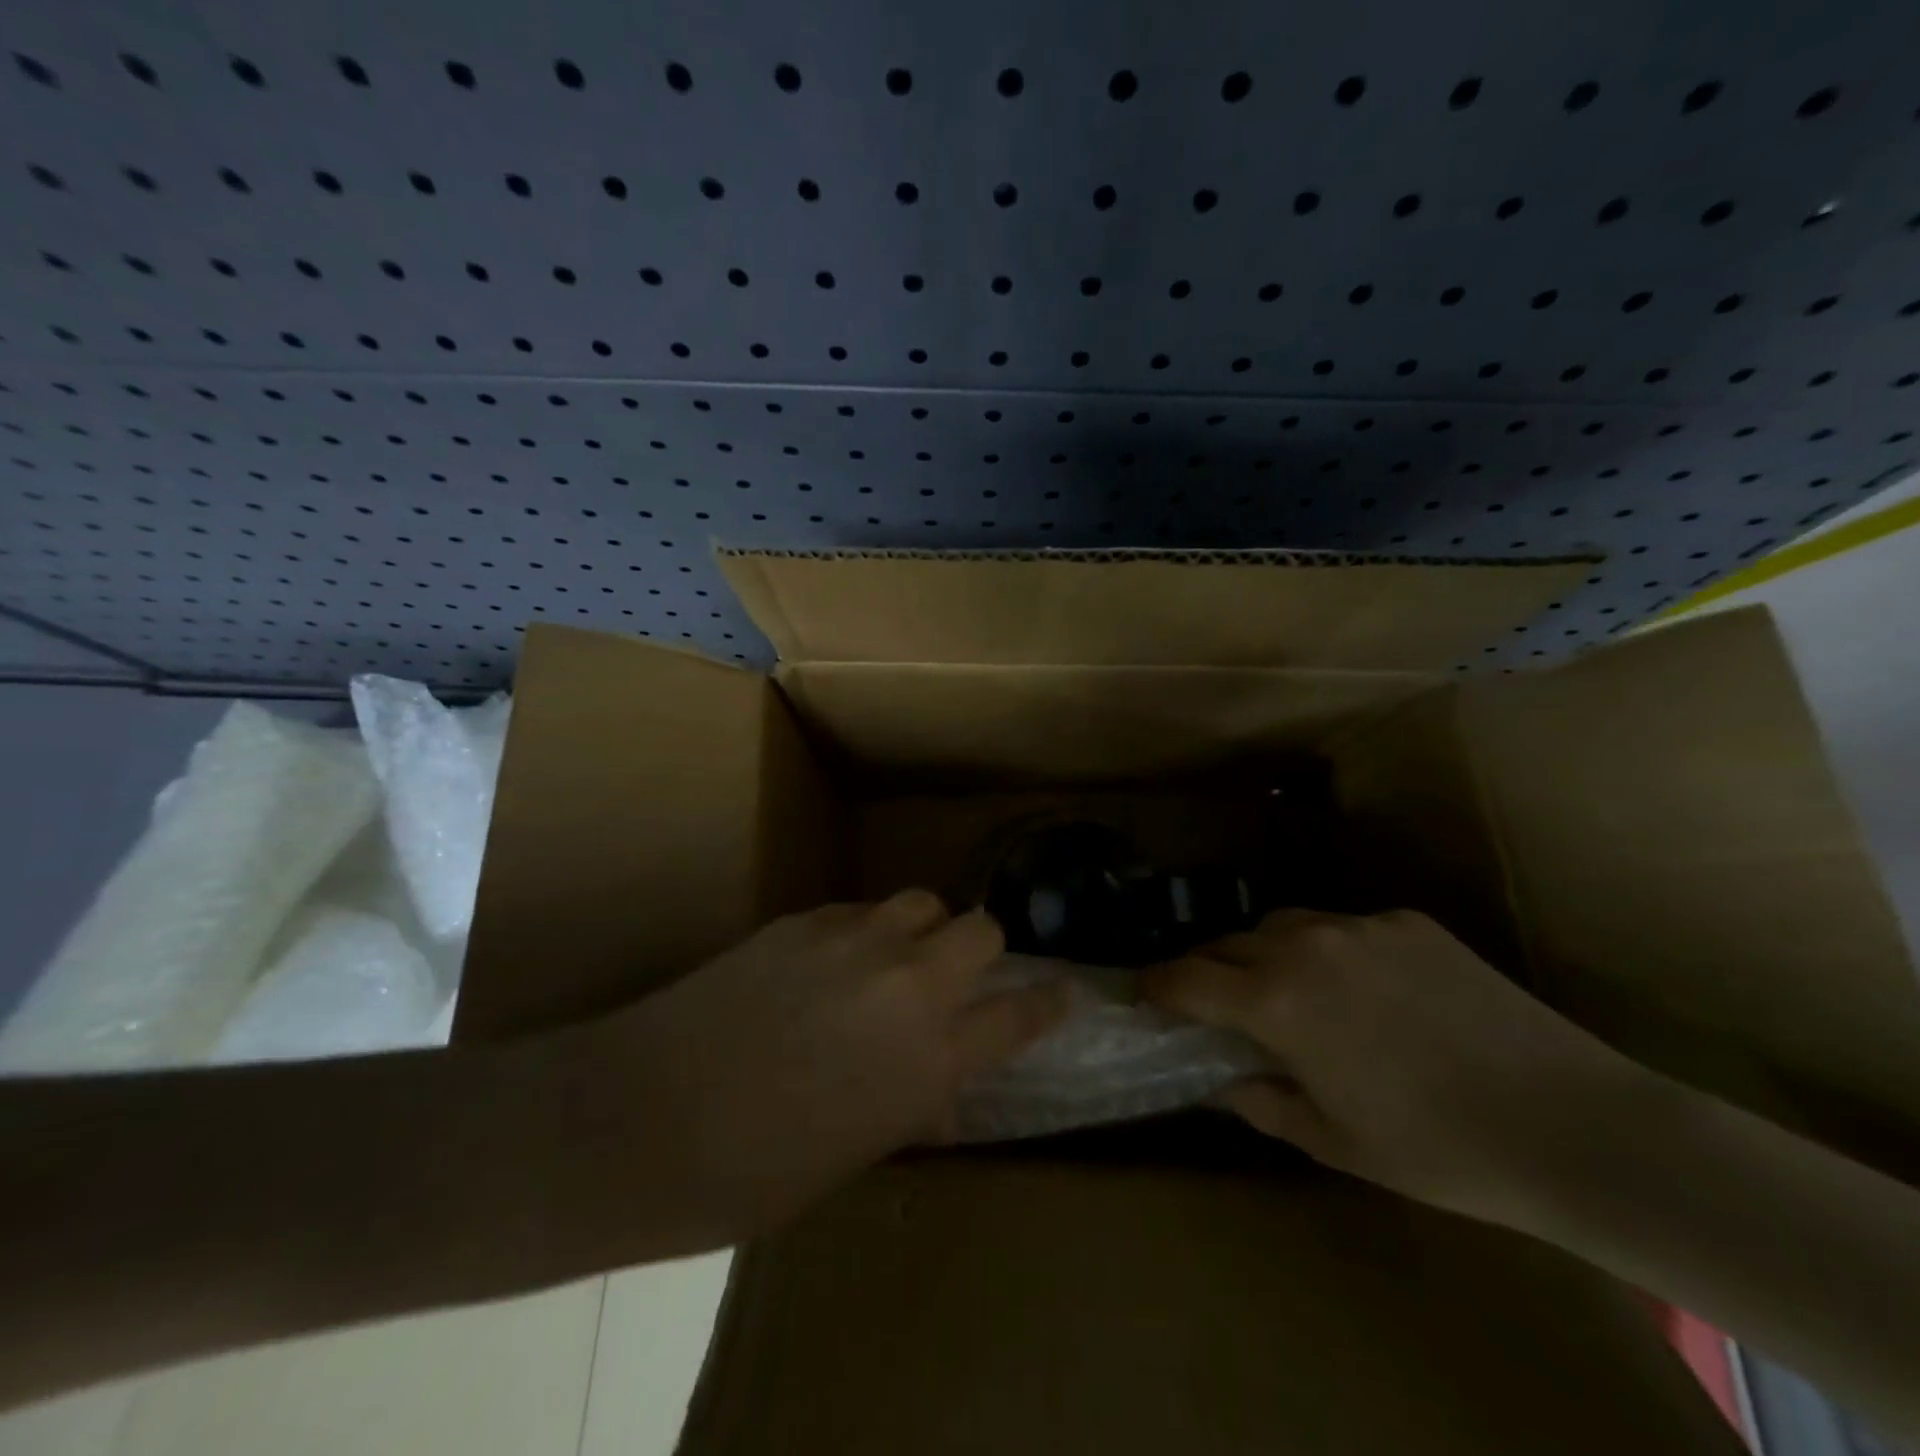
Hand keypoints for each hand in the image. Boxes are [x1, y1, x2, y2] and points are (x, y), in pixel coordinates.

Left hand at [571, 891, 1068, 1243]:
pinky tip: (828, 963)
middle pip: (984, 930)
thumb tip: (940, 1086)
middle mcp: (909, 986)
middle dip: (982, 951)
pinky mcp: (805, 919)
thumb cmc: (751, 1173)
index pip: (1021, 1015)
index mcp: (931, 1060)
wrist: (641, 1119)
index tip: (1059, 993)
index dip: (1046, 1002)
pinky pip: (860, 911)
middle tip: (955, 977)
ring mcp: (857, 942)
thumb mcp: (855, 1154)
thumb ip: (912, 1103)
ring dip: (923, 928)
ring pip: (923, 902)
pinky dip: (863, 932)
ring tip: (894, 958)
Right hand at [1141, 909, 1650, 1226]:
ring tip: (1287, 990)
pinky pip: (1344, 927)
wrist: (1574, 1125)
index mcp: (1276, 1001)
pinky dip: (1330, 951)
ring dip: (1264, 953)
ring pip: (1282, 925)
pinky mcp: (1407, 921)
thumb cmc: (1438, 1149)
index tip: (1142, 995)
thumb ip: (1261, 1102)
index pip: (1186, 977)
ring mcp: (1359, 926)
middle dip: (1207, 969)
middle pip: (1226, 941)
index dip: (1155, 985)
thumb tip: (1223, 1079)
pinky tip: (1367, 990)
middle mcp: (1304, 946)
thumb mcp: (1333, 1142)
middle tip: (1214, 1002)